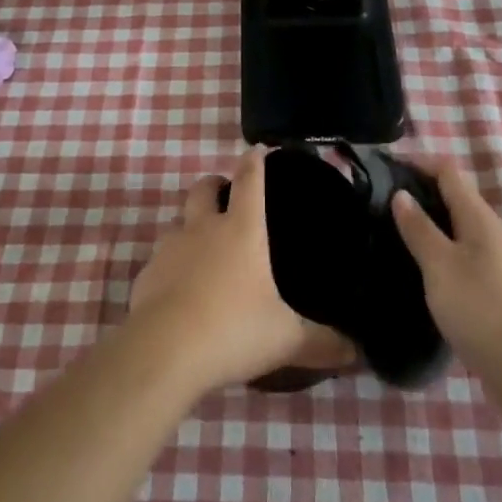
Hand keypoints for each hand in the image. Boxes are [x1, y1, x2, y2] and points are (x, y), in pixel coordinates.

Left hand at [130, 147, 355, 391]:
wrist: (164, 351)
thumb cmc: (233, 330)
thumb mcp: (286, 339)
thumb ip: (322, 342)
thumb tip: (356, 352)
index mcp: (241, 230)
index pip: (249, 181)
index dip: (254, 162)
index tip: (257, 149)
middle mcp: (203, 229)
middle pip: (203, 189)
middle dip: (214, 185)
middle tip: (226, 197)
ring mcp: (169, 249)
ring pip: (178, 223)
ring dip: (191, 228)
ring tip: (206, 252)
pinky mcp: (146, 275)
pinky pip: (161, 261)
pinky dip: (173, 267)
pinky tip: (182, 292)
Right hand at [390, 161, 501, 372]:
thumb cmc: (481, 308)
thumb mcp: (439, 265)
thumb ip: (419, 228)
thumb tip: (401, 194)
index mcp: (478, 217)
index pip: (447, 172)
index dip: (417, 163)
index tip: (383, 169)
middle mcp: (490, 233)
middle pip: (453, 199)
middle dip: (418, 196)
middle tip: (379, 205)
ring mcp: (497, 265)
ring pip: (457, 232)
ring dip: (428, 228)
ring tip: (391, 237)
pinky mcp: (496, 293)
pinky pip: (462, 261)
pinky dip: (438, 257)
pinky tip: (419, 274)